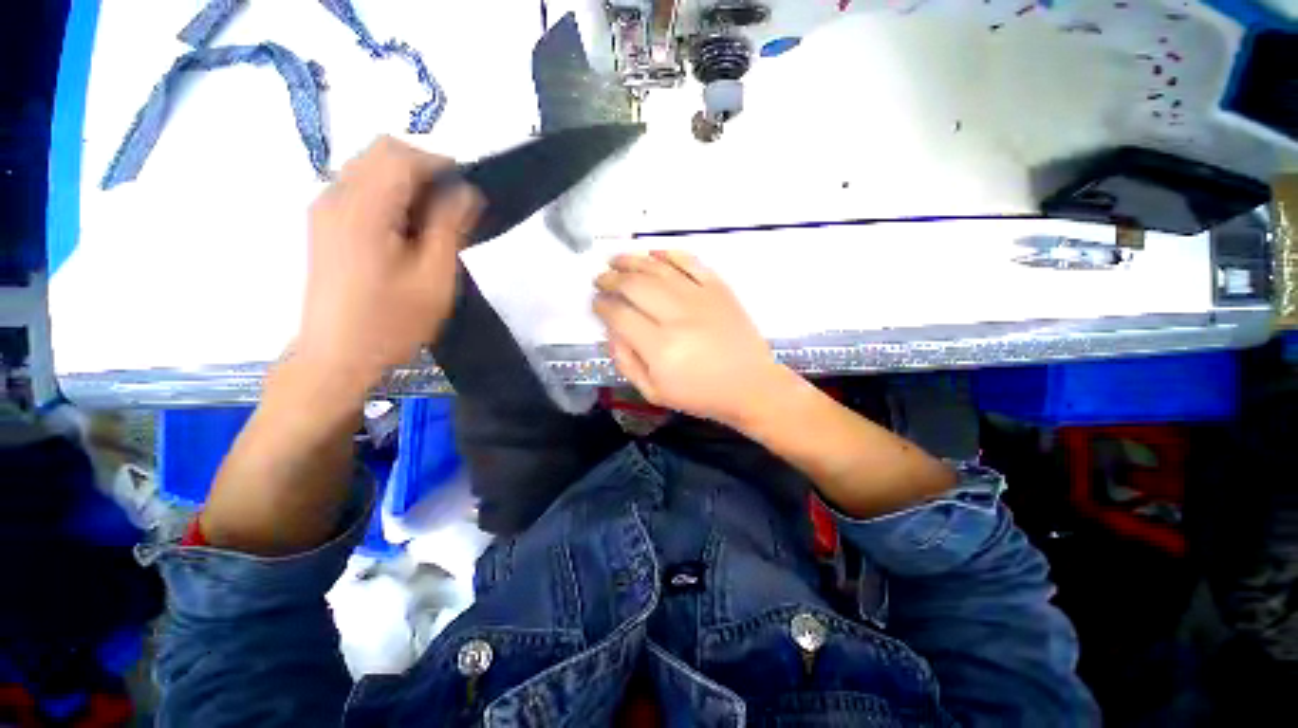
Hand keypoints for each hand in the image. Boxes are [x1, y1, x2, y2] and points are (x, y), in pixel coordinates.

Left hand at [296, 136, 479, 395]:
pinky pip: (359, 187)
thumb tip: (465, 192)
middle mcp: (335, 196)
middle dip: (424, 168)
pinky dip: (389, 193)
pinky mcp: (324, 224)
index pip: (401, 155)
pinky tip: (407, 227)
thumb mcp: (434, 278)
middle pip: (381, 151)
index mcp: (363, 209)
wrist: (338, 357)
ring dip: (407, 181)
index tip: (469, 191)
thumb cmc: (392, 322)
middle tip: (454, 206)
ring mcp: (324, 209)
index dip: (440, 164)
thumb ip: (449, 227)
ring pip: (369, 166)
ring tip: (434, 220)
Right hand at [593, 250, 785, 426]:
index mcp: (660, 347)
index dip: (601, 305)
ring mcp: (700, 297)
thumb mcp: (653, 392)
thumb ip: (626, 361)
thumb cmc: (700, 395)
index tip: (595, 302)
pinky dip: (669, 254)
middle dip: (610, 279)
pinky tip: (653, 254)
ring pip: (657, 268)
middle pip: (634, 285)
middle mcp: (677, 316)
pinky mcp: (718, 288)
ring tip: (615, 260)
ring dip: (631, 260)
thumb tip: (610, 330)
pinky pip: (690, 262)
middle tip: (600, 279)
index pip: (619, 315)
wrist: (750, 385)